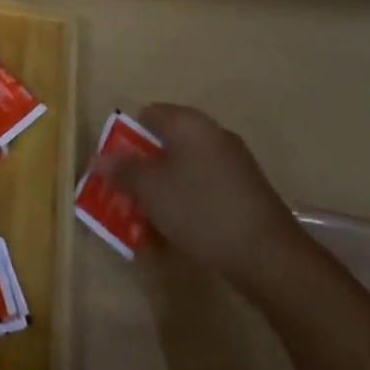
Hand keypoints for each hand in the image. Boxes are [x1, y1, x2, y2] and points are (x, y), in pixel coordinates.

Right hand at [118, 103, 301, 281]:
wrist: (268, 256)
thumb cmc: (199, 210)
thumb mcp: (149, 189)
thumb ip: (122, 169)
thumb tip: (101, 158)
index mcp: (190, 124)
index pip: (148, 114)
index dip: (126, 135)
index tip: (114, 164)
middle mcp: (214, 135)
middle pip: (166, 143)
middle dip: (143, 167)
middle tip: (125, 192)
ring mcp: (234, 164)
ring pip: (184, 169)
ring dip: (162, 189)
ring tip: (146, 217)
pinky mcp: (245, 192)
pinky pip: (203, 188)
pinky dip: (185, 202)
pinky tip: (177, 230)